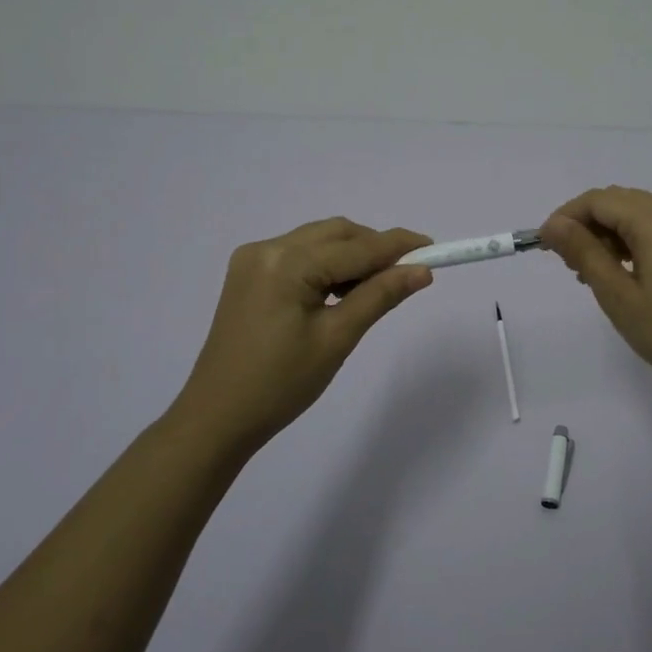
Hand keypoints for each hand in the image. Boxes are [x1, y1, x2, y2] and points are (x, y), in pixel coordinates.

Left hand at [168, 218, 432, 455]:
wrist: (217, 418)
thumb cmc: (281, 384)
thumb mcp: (337, 339)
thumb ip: (380, 296)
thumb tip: (421, 271)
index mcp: (286, 263)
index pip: (356, 247)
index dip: (397, 247)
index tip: (434, 248)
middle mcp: (267, 248)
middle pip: (336, 233)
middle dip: (374, 248)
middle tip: (407, 274)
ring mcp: (253, 259)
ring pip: (319, 241)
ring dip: (351, 256)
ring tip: (374, 289)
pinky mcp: (248, 274)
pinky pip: (299, 255)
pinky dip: (326, 265)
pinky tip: (340, 292)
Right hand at [540, 186, 651, 406]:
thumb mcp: (617, 294)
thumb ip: (583, 252)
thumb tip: (552, 224)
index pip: (599, 200)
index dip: (566, 216)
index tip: (543, 245)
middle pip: (618, 202)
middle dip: (585, 224)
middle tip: (565, 262)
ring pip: (635, 214)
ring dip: (606, 233)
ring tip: (587, 272)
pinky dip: (629, 241)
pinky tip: (616, 270)